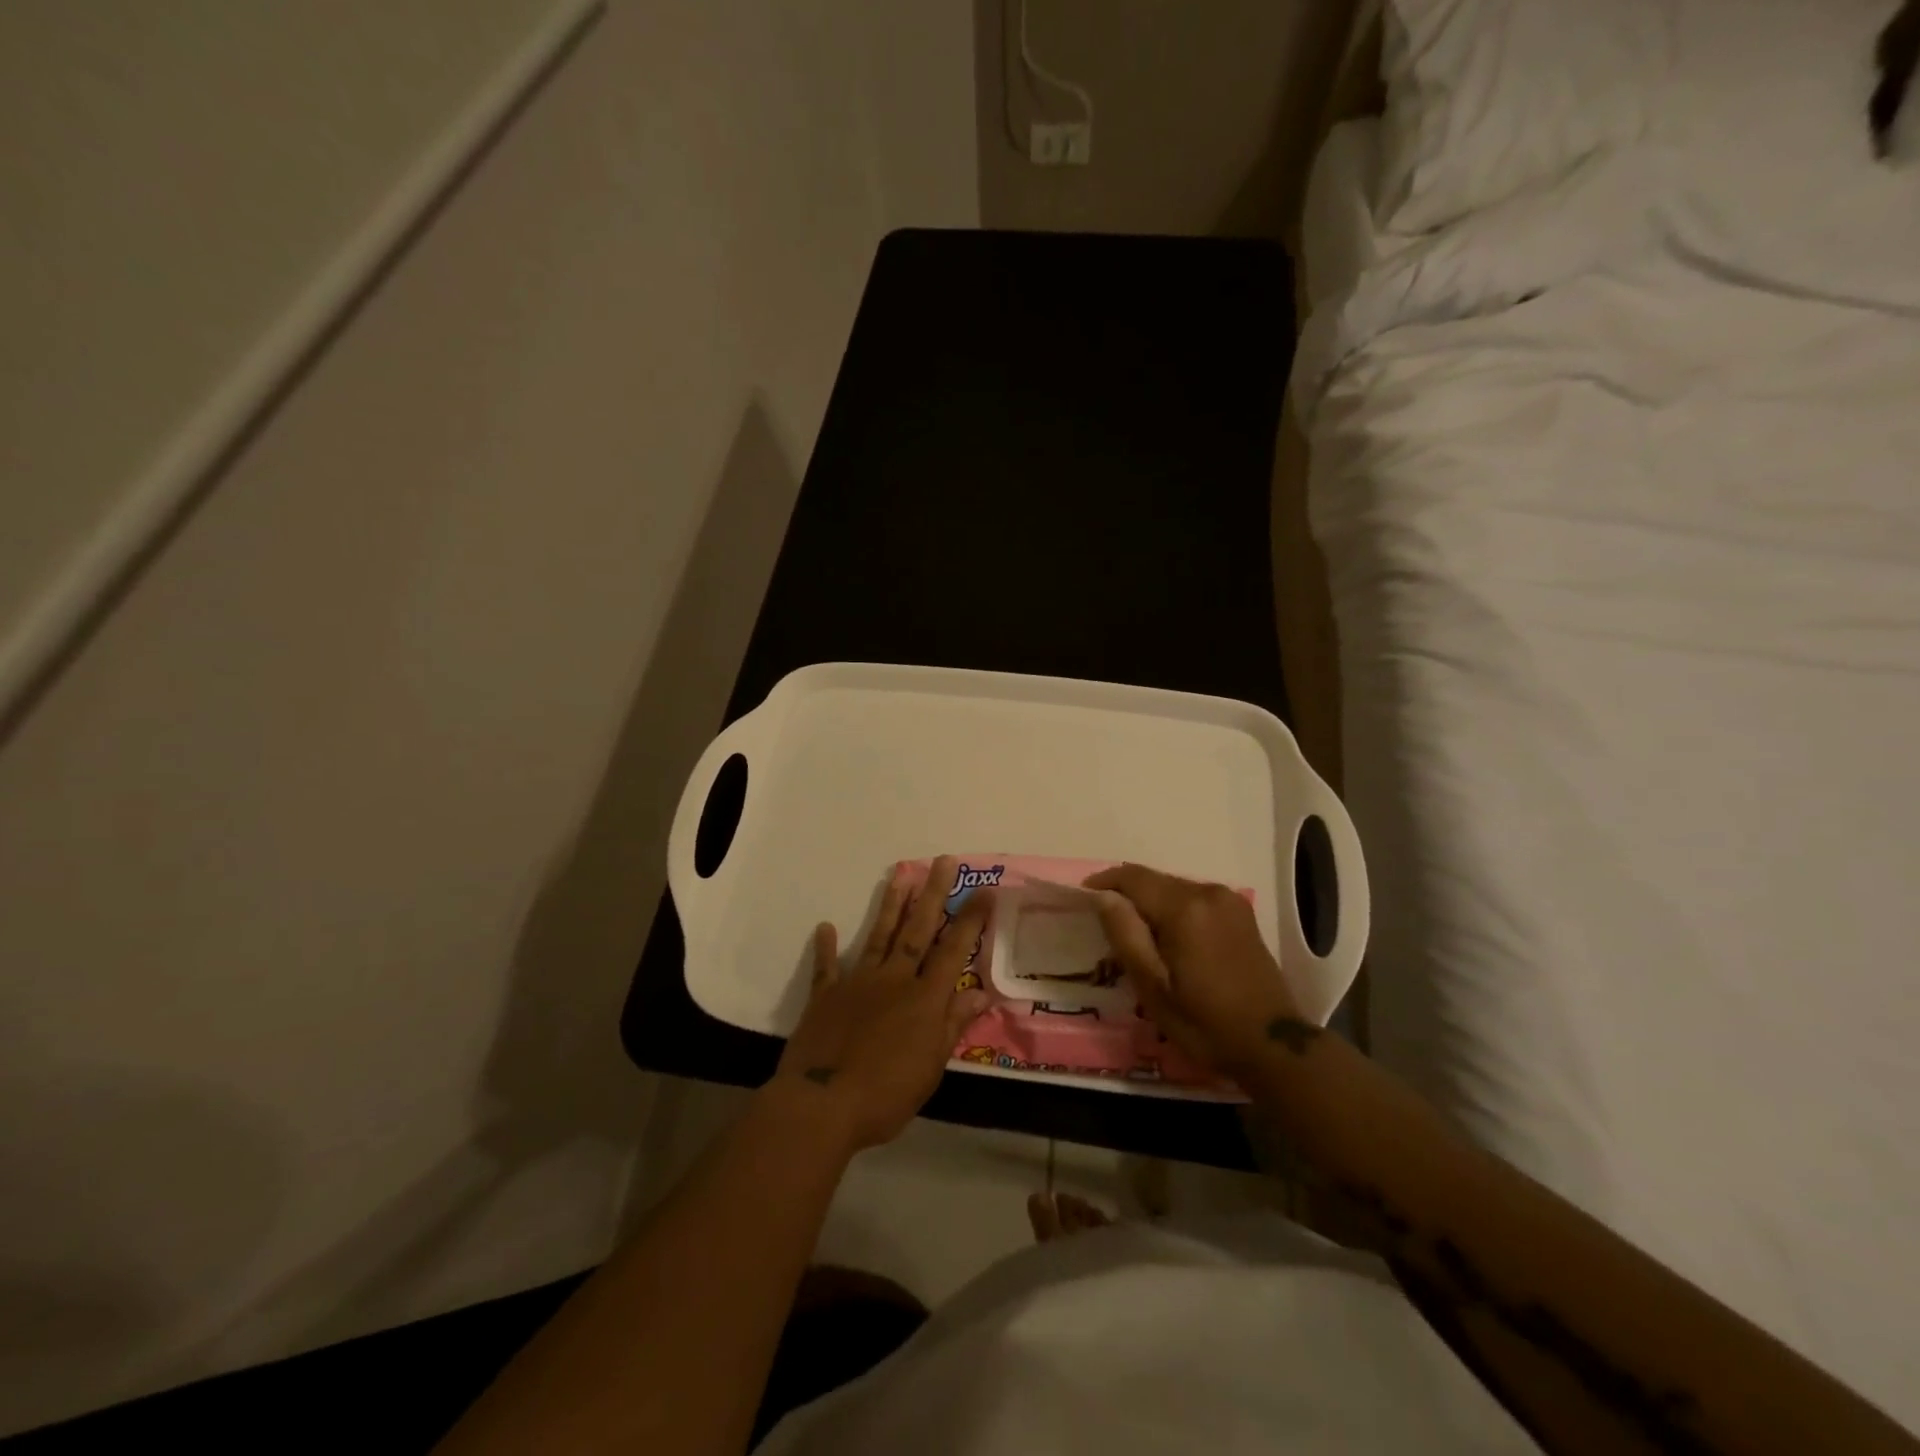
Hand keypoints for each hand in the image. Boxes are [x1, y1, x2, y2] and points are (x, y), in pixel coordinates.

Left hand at [771, 856, 992, 1153]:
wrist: (822, 1105)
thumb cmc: (886, 1095)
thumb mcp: (931, 1068)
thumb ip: (952, 1025)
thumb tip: (980, 993)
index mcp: (924, 999)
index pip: (953, 950)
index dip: (970, 919)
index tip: (985, 890)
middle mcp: (894, 980)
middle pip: (918, 930)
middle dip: (933, 894)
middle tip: (943, 860)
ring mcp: (858, 983)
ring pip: (880, 936)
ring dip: (891, 905)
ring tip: (900, 874)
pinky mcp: (826, 996)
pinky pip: (827, 967)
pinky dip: (826, 947)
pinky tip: (826, 926)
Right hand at [1084, 863, 1309, 1075]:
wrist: (1273, 1045)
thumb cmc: (1205, 1022)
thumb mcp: (1153, 987)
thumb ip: (1126, 935)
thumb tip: (1103, 897)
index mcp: (1185, 908)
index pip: (1132, 877)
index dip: (1104, 882)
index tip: (1083, 898)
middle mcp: (1208, 892)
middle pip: (1154, 880)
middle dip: (1126, 895)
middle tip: (1106, 925)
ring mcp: (1229, 900)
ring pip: (1174, 888)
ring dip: (1150, 903)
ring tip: (1135, 935)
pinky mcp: (1240, 913)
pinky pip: (1194, 898)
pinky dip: (1173, 909)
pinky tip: (1168, 938)